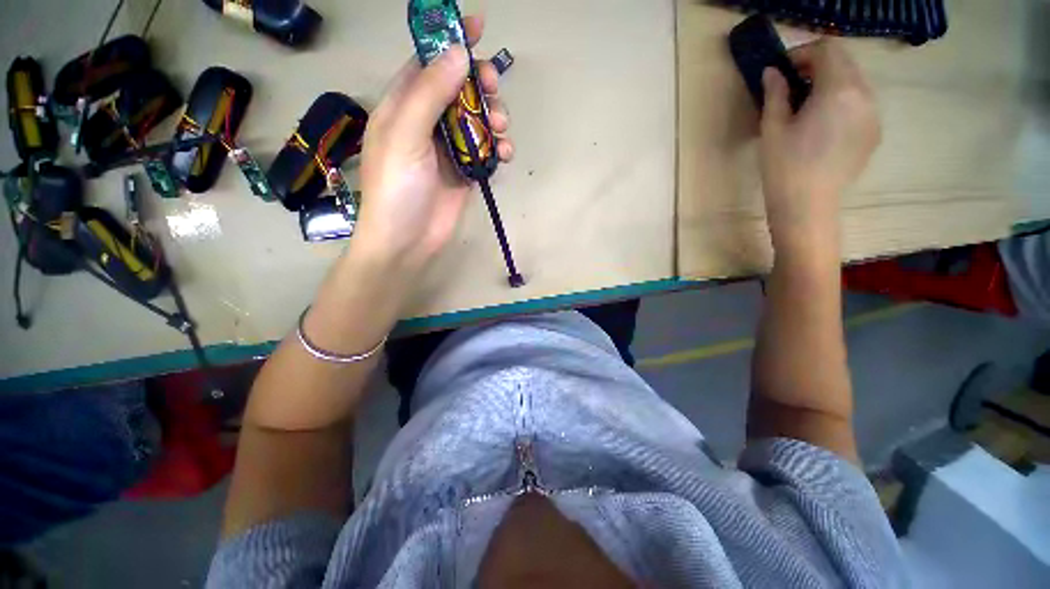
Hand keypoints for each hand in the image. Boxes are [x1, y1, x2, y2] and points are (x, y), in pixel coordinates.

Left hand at [352, 16, 512, 274]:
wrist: (408, 240)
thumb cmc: (398, 187)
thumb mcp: (405, 135)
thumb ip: (429, 93)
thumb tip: (458, 53)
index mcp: (403, 105)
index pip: (427, 62)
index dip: (450, 41)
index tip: (477, 24)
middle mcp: (426, 122)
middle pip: (458, 88)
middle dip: (480, 84)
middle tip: (493, 89)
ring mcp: (448, 148)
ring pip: (477, 119)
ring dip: (494, 117)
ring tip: (501, 129)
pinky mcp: (465, 171)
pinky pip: (486, 149)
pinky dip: (498, 147)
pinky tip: (505, 153)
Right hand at [759, 39, 879, 255]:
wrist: (807, 207)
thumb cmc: (784, 168)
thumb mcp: (772, 128)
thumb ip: (775, 94)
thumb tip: (772, 72)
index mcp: (839, 90)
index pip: (827, 50)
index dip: (802, 54)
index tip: (782, 71)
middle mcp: (865, 95)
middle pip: (844, 62)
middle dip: (816, 66)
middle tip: (790, 87)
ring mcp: (874, 115)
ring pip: (854, 82)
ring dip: (830, 84)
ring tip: (805, 107)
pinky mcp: (874, 132)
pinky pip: (860, 103)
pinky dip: (841, 101)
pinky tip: (822, 124)